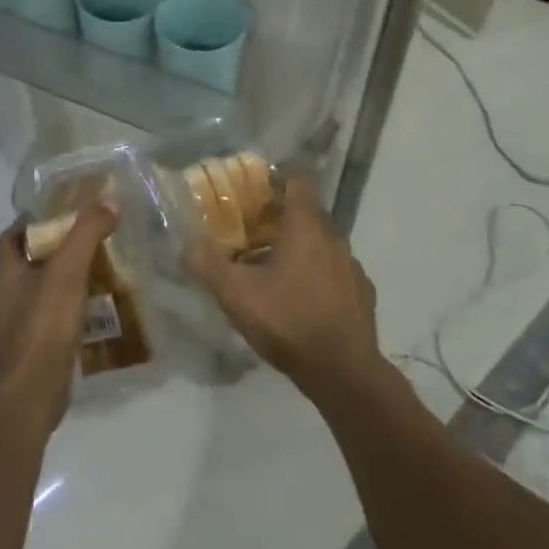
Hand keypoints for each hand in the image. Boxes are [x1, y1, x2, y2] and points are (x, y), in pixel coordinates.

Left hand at [0, 203, 118, 431]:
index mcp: (7, 272)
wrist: (29, 397)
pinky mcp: (38, 346)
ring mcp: (22, 323)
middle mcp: (10, 295)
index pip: (11, 235)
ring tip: (104, 264)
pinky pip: (57, 315)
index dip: (32, 219)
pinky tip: (102, 304)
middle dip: (58, 246)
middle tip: (92, 234)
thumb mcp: (68, 271)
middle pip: (31, 260)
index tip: (63, 210)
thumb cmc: (42, 327)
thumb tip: (110, 200)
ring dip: (70, 276)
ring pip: (46, 288)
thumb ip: (87, 233)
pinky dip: (76, 305)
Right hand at [185, 174, 383, 403]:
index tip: (257, 188)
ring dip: (298, 248)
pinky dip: (316, 275)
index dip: (279, 177)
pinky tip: (300, 300)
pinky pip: (334, 271)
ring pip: (321, 243)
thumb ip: (207, 264)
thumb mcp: (236, 294)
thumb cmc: (288, 321)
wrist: (343, 372)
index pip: (299, 180)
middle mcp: (333, 237)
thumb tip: (186, 243)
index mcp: (306, 227)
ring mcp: (351, 265)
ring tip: (271, 271)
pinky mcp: (361, 292)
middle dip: (280, 217)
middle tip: (251, 233)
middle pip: (307, 212)